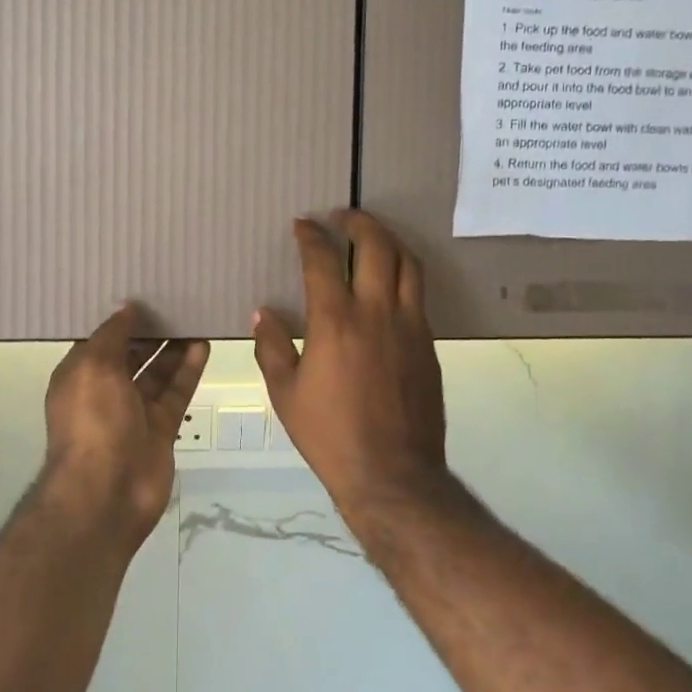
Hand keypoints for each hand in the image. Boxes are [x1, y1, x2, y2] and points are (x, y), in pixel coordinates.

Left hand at [42, 306, 208, 548]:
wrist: (107, 493)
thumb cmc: (92, 421)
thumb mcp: (93, 366)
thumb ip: (112, 335)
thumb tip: (127, 309)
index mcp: (80, 376)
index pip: (100, 341)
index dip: (120, 320)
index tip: (143, 294)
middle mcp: (105, 392)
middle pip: (131, 355)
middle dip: (150, 332)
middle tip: (176, 301)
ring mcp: (134, 412)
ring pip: (157, 372)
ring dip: (173, 348)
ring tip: (194, 317)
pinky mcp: (161, 429)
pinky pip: (175, 392)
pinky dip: (188, 369)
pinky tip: (203, 344)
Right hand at [253, 211, 450, 519]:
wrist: (393, 475)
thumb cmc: (330, 435)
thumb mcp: (286, 394)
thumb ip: (272, 347)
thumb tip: (263, 314)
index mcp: (335, 321)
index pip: (322, 260)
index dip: (311, 236)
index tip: (303, 224)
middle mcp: (376, 312)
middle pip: (377, 246)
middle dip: (359, 222)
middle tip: (343, 216)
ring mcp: (409, 326)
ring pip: (408, 263)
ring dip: (389, 241)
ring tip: (373, 238)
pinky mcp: (428, 343)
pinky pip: (418, 294)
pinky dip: (404, 274)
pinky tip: (390, 283)